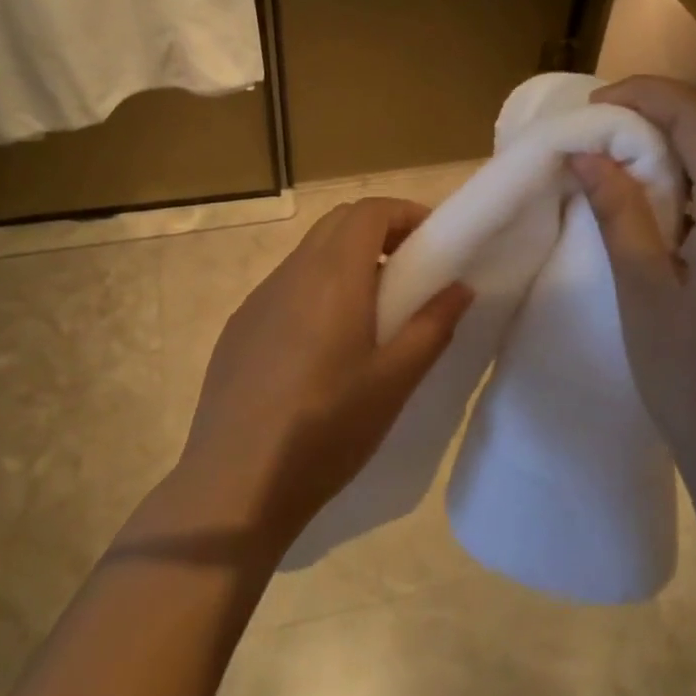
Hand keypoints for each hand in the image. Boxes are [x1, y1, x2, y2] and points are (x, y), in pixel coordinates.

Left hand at [173, 198, 472, 554]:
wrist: (235, 483)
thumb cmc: (327, 430)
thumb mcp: (394, 382)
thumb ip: (432, 326)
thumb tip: (460, 287)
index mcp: (333, 277)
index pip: (369, 211)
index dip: (405, 213)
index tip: (434, 242)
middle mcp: (291, 274)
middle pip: (338, 223)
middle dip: (379, 231)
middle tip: (411, 270)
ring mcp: (258, 300)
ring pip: (309, 255)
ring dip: (346, 261)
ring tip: (372, 312)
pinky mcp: (239, 327)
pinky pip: (285, 288)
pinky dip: (316, 289)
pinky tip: (323, 346)